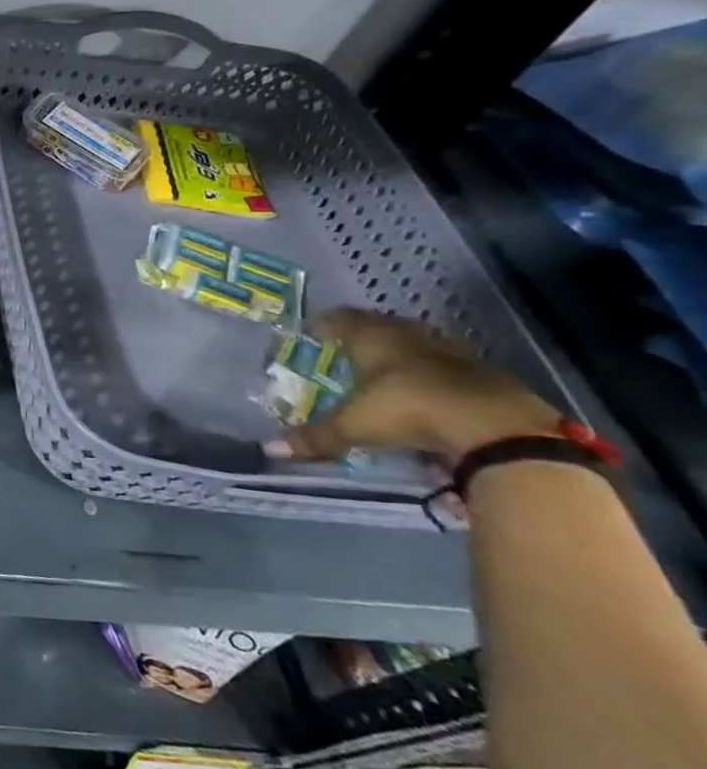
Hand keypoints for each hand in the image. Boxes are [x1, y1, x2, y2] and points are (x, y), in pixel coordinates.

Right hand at [282, 309, 559, 466]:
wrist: (499, 427)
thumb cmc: (409, 410)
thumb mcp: (355, 427)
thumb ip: (316, 438)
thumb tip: (270, 450)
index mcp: (372, 338)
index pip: (339, 319)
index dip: (324, 323)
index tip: (311, 331)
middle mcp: (407, 335)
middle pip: (379, 325)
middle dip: (361, 334)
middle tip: (343, 349)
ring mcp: (448, 351)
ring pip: (415, 341)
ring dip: (399, 351)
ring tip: (384, 368)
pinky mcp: (482, 372)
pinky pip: (445, 364)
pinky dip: (431, 373)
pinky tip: (426, 390)